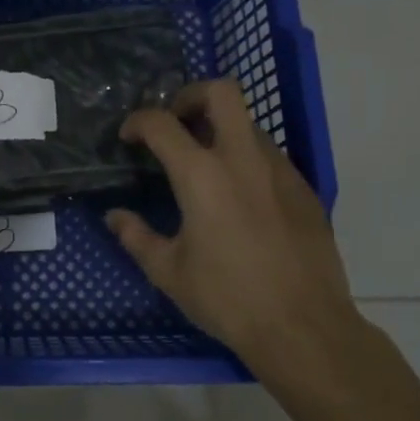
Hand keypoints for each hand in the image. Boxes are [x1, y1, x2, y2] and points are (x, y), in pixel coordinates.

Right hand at [105, 79, 373, 376]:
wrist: (304, 328)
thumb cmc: (228, 299)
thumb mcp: (169, 272)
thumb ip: (136, 237)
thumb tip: (115, 217)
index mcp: (201, 176)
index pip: (161, 123)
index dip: (138, 121)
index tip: (129, 137)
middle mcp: (242, 159)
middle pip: (221, 92)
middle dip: (191, 95)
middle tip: (176, 122)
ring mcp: (280, 171)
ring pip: (248, 124)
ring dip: (221, 130)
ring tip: (204, 165)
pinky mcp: (304, 189)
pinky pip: (270, 157)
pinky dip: (246, 160)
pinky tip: (239, 198)